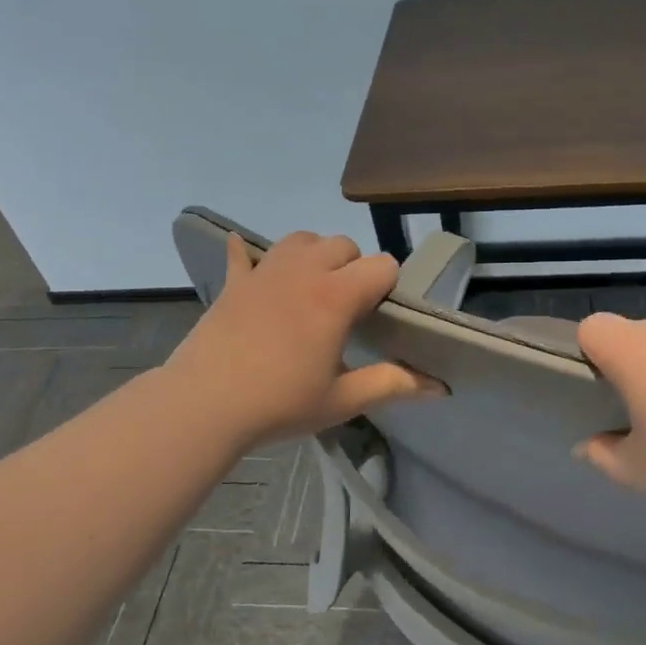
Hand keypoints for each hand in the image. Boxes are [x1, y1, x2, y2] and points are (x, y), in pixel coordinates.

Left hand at [166, 231, 442, 445]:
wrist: (204, 405)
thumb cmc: (279, 404)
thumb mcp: (342, 400)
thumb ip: (392, 385)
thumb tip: (441, 388)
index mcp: (336, 297)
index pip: (382, 265)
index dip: (389, 286)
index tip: (381, 316)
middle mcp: (304, 272)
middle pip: (343, 245)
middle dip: (354, 268)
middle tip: (347, 309)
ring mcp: (265, 272)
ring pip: (301, 239)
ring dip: (314, 255)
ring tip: (312, 288)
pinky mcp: (234, 283)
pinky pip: (244, 253)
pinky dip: (252, 255)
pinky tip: (252, 262)